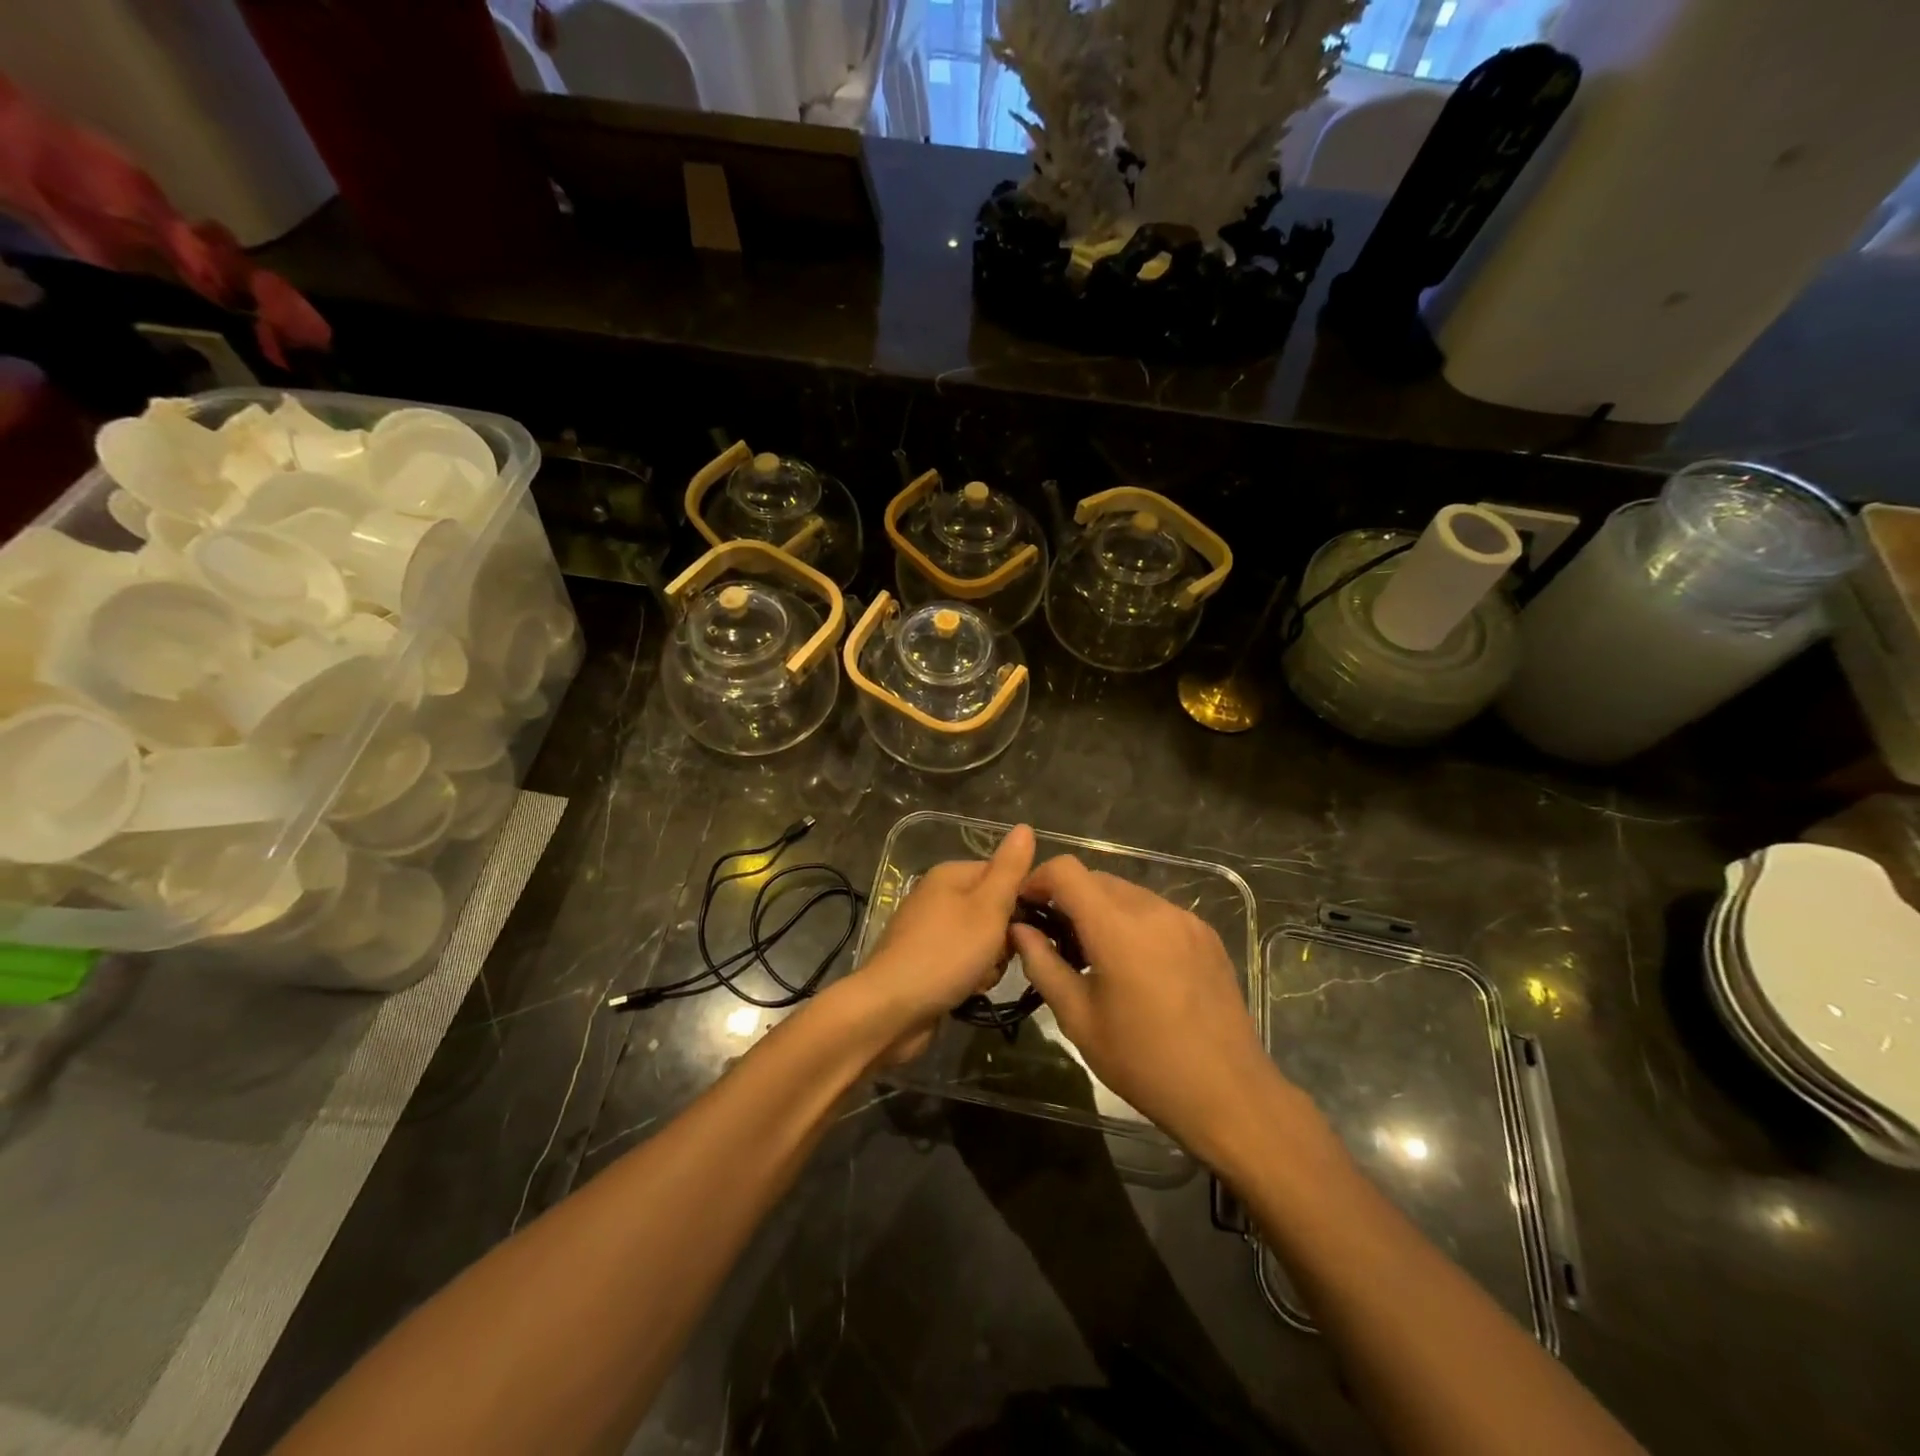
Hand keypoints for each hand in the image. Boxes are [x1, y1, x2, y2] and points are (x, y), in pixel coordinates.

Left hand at [844, 824, 1034, 1061]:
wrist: (890, 1009)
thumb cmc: (945, 953)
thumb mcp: (987, 908)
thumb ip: (1010, 869)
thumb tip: (1024, 827)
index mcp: (950, 875)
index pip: (1003, 876)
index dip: (1020, 901)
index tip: (1027, 926)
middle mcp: (937, 897)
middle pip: (993, 911)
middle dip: (1003, 938)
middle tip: (998, 955)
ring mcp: (929, 931)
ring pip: (982, 942)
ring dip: (989, 964)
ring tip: (979, 978)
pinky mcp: (925, 963)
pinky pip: (963, 963)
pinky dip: (970, 977)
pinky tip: (967, 992)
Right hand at [1011, 855, 1289, 1162]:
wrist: (1229, 1094)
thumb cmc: (1143, 1062)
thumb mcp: (1078, 1019)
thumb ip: (1043, 964)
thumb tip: (1019, 929)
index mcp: (1117, 928)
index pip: (1066, 871)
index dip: (1037, 879)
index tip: (1025, 907)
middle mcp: (1153, 909)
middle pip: (1096, 879)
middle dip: (1067, 897)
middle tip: (1053, 938)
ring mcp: (1185, 919)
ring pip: (1127, 893)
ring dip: (1100, 909)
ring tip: (1094, 954)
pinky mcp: (1206, 934)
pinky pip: (1156, 911)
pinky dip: (1133, 922)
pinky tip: (1135, 964)